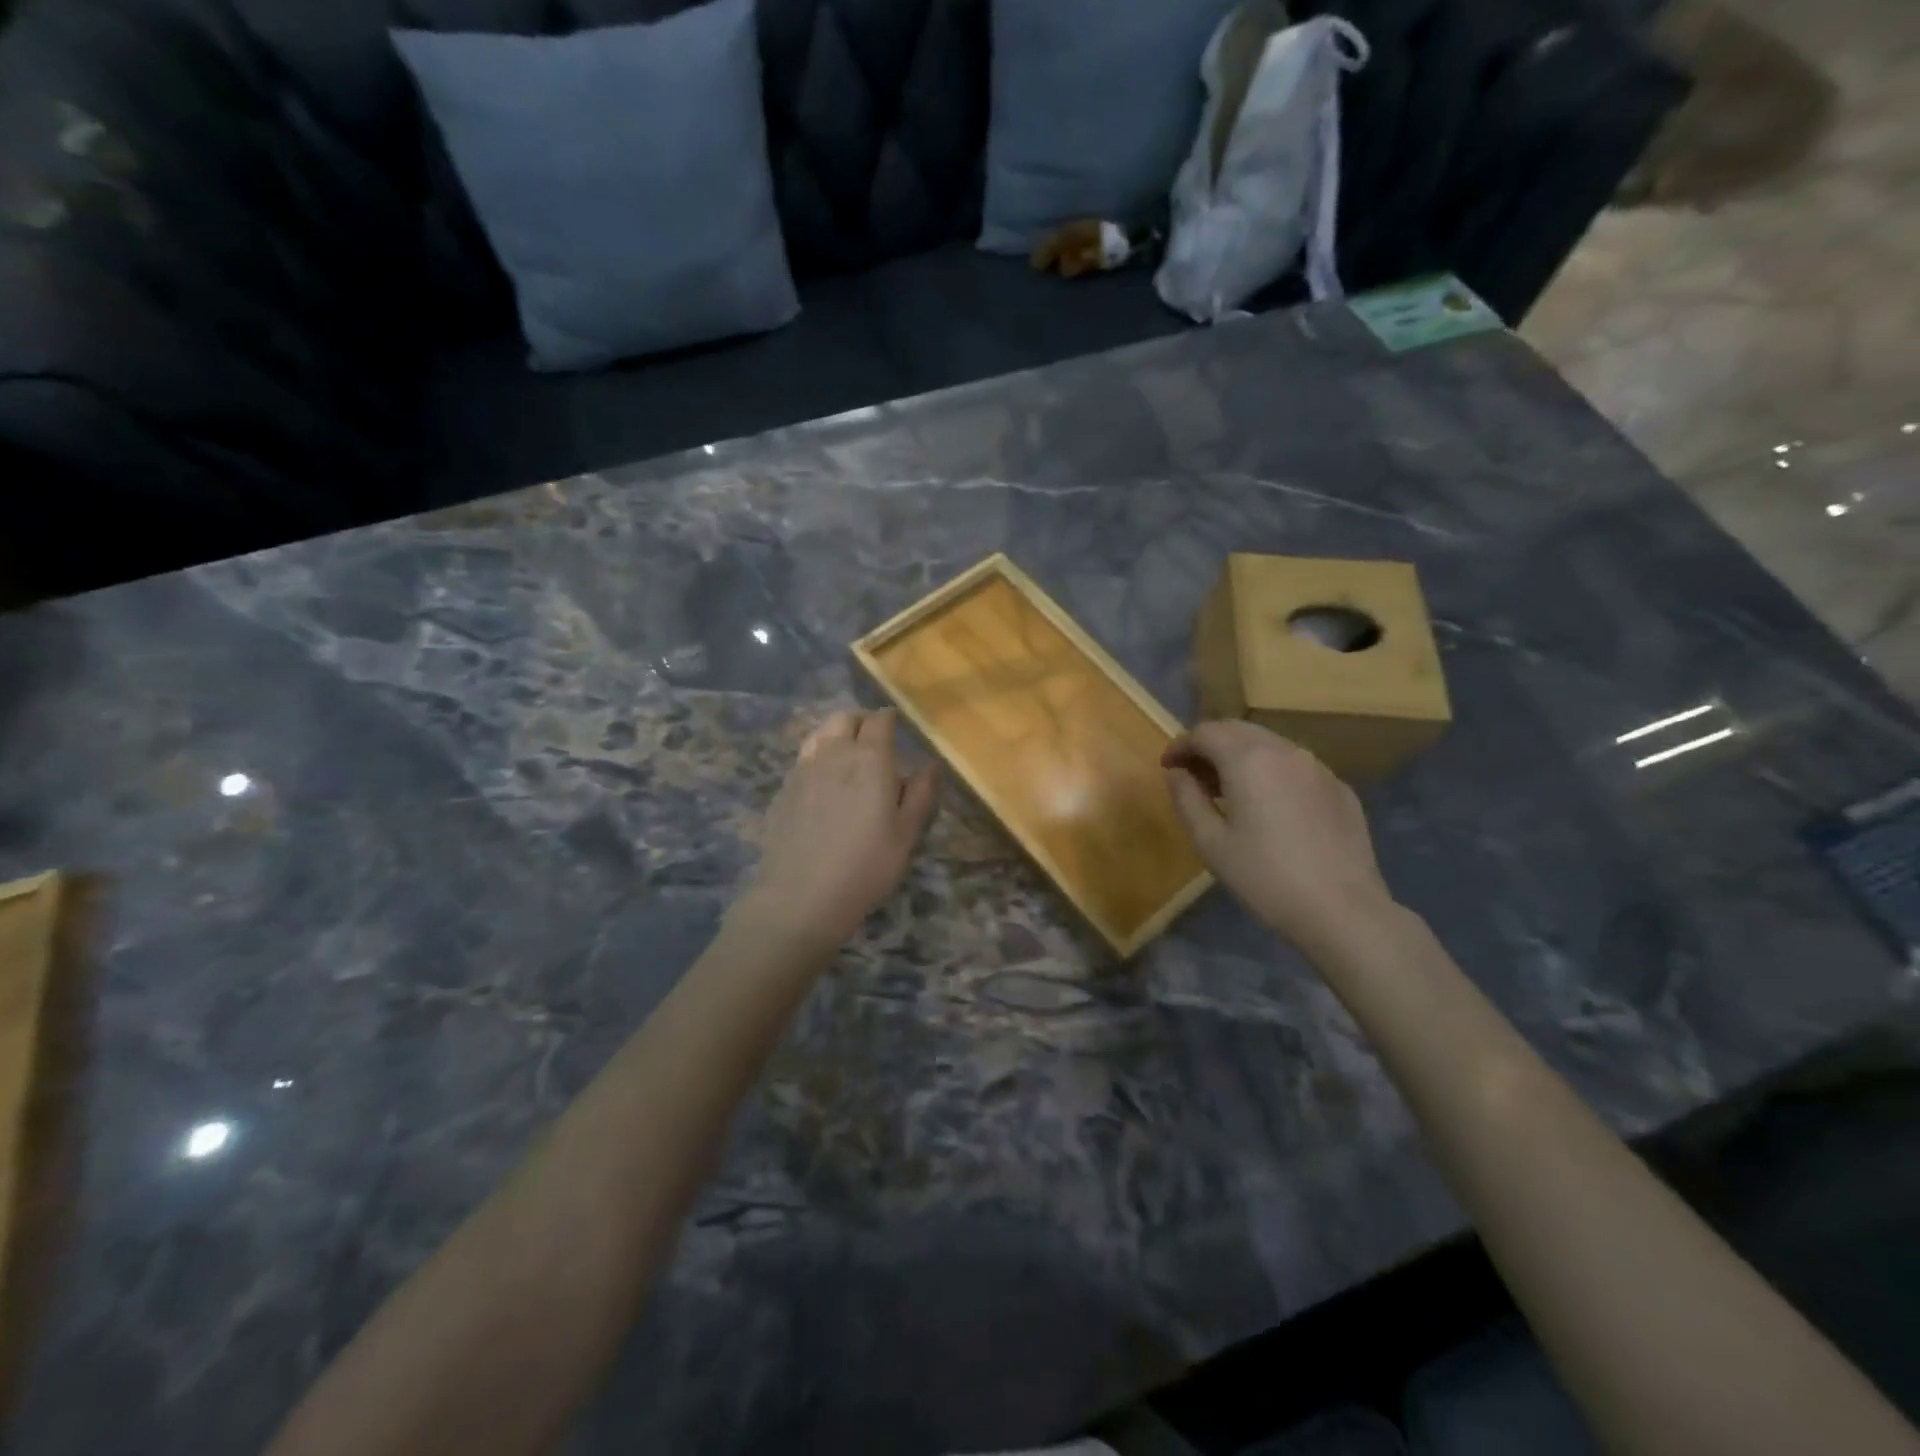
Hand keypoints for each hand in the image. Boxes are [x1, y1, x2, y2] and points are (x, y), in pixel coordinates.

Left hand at [739, 708, 937, 951]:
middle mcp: (834, 754)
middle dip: (861, 721)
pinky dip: (817, 758)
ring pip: (819, 734)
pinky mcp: (783, 790)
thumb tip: (932, 764)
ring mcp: (803, 770)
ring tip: (846, 754)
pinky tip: (822, 783)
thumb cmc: (866, 865)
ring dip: (835, 734)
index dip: (889, 718)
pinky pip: (803, 759)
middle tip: (873, 739)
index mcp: (870, 759)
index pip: (880, 721)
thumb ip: (921, 793)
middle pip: (844, 719)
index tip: (896, 724)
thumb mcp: (906, 834)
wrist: (801, 896)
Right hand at [1162, 720, 1394, 954]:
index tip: (1168, 767)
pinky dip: (1271, 772)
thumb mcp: (1210, 842)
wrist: (1342, 911)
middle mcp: (1284, 751)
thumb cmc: (1264, 877)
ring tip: (1228, 791)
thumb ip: (1186, 798)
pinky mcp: (1339, 788)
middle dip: (1209, 745)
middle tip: (1193, 776)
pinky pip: (1295, 766)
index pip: (1204, 732)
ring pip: (1269, 745)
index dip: (1180, 745)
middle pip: (1237, 730)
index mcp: (1248, 759)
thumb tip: (1177, 773)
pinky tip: (1269, 806)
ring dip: (1241, 756)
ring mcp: (1318, 767)